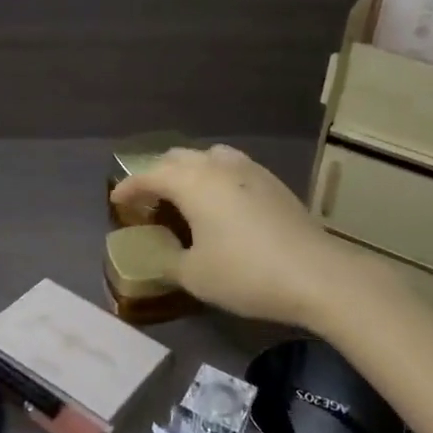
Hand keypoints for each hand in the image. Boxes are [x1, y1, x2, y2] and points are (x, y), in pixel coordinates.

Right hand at [110, 145, 337, 327]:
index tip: (116, 201)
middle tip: (148, 199)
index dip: (129, 188)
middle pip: (177, 158)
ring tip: (184, 195)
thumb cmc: (246, 273)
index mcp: (191, 182)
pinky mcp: (272, 181)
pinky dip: (214, 176)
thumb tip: (158, 251)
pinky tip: (220, 201)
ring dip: (188, 170)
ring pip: (207, 156)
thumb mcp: (195, 275)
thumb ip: (168, 260)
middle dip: (157, 174)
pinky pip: (231, 166)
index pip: (149, 175)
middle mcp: (216, 166)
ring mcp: (248, 169)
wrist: (316, 274)